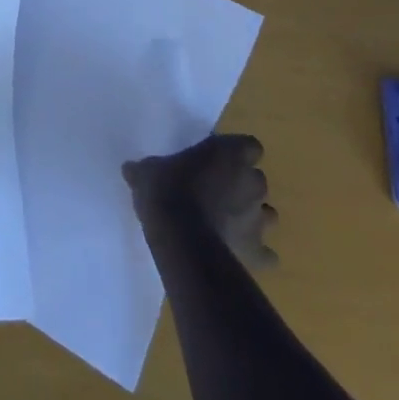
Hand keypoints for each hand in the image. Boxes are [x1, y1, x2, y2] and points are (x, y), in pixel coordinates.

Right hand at [124, 132, 279, 270]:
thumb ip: (146, 168)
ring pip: (267, 214)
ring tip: (227, 222)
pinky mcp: (257, 251)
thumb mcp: (146, 171)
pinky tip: (237, 253)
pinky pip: (265, 254)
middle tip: (217, 191)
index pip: (249, 145)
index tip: (218, 159)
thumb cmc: (166, 190)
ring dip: (252, 216)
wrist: (181, 237)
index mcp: (228, 153)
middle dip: (242, 185)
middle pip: (256, 179)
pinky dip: (256, 253)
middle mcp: (251, 182)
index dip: (236, 152)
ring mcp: (258, 218)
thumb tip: (131, 169)